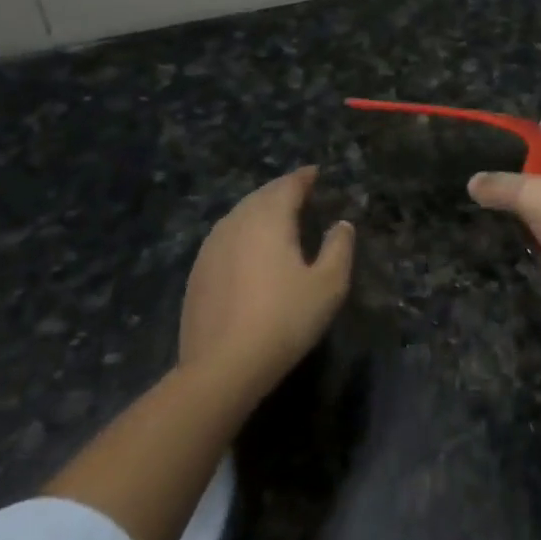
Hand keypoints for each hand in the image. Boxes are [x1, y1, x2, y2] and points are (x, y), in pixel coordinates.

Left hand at [178, 167, 353, 399]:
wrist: (222, 367)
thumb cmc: (284, 320)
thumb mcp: (328, 285)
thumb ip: (339, 247)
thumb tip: (342, 224)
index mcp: (269, 219)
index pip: (287, 186)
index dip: (303, 177)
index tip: (315, 172)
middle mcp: (237, 223)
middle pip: (260, 196)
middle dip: (280, 190)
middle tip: (299, 190)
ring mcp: (211, 248)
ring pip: (238, 214)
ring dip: (259, 209)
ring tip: (276, 214)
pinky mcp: (198, 272)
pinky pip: (224, 236)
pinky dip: (242, 231)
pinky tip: (249, 247)